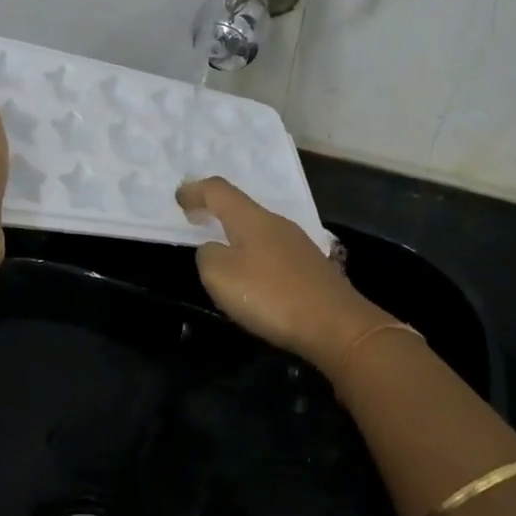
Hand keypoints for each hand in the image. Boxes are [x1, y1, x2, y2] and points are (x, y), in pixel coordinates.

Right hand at [175, 177, 390, 370]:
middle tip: (196, 218)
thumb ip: (207, 256)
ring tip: (221, 246)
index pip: (219, 191)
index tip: (179, 198)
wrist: (336, 325)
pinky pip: (272, 250)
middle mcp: (277, 223)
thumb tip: (213, 250)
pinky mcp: (311, 268)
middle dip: (216, 210)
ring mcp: (298, 244)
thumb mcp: (220, 276)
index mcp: (252, 219)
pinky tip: (253, 273)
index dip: (196, 191)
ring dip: (236, 233)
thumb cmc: (271, 296)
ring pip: (259, 229)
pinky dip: (254, 253)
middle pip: (241, 207)